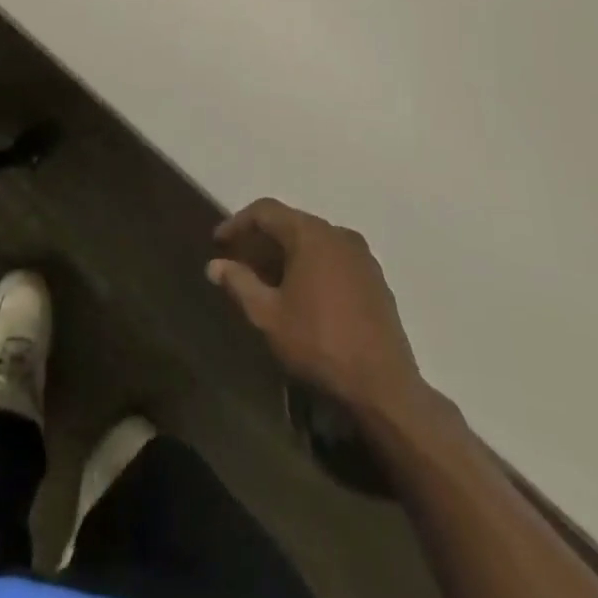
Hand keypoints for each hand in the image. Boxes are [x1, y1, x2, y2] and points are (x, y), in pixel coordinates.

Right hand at [208, 197, 424, 416]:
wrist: (383, 386)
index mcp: (311, 234)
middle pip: (291, 223)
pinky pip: (334, 257)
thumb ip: (239, 283)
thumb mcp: (268, 316)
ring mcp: (362, 255)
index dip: (238, 222)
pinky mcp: (375, 278)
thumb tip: (214, 265)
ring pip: (314, 241)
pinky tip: (303, 293)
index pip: (266, 211)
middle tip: (240, 262)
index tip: (218, 243)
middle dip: (262, 239)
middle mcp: (338, 234)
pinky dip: (312, 265)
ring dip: (287, 253)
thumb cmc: (318, 343)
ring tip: (268, 279)